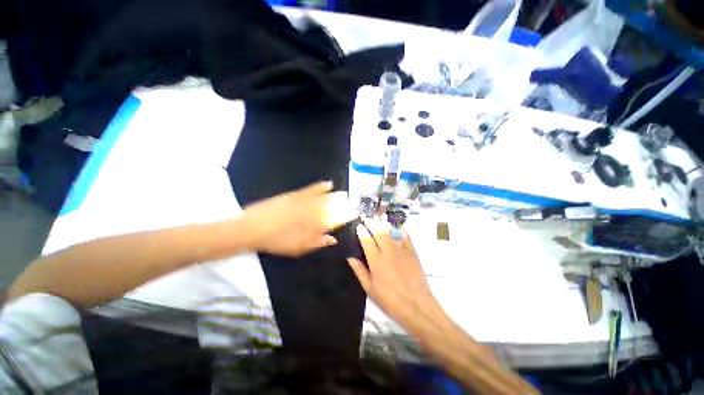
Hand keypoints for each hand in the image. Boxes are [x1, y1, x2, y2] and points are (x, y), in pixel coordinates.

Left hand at [241, 181, 356, 256]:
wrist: (253, 228)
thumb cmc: (276, 242)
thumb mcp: (298, 248)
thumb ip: (318, 243)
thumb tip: (333, 239)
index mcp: (314, 227)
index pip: (335, 221)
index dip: (346, 217)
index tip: (354, 214)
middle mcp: (313, 212)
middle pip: (333, 208)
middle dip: (344, 205)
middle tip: (352, 203)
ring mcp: (304, 202)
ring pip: (325, 198)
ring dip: (337, 196)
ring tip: (345, 194)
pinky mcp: (296, 194)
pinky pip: (312, 189)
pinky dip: (321, 186)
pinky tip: (328, 184)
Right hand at [347, 220, 441, 330]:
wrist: (416, 305)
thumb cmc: (390, 299)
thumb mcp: (370, 288)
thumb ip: (359, 271)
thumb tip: (350, 257)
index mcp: (376, 261)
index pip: (367, 240)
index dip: (362, 231)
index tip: (359, 226)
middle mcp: (388, 252)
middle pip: (379, 232)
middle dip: (372, 224)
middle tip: (368, 220)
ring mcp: (401, 250)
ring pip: (391, 232)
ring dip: (384, 225)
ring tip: (379, 221)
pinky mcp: (412, 252)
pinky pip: (406, 237)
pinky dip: (402, 230)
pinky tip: (398, 227)